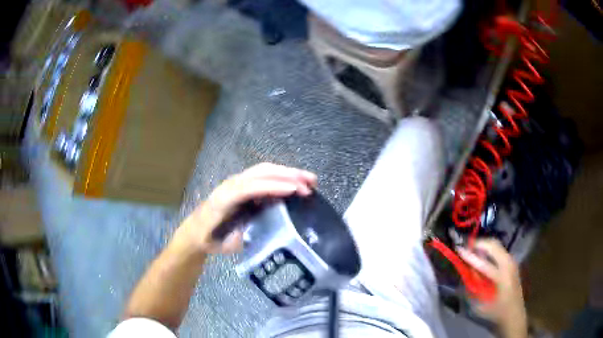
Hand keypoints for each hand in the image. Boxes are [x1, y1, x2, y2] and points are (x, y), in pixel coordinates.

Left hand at [177, 163, 317, 254]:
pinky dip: (282, 177)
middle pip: (261, 172)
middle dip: (287, 175)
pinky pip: (264, 176)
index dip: (272, 187)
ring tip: (310, 181)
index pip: (250, 187)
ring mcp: (237, 182)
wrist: (196, 230)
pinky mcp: (243, 185)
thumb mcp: (225, 244)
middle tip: (311, 184)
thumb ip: (244, 237)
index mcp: (224, 199)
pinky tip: (295, 184)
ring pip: (265, 170)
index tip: (295, 191)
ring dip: (288, 173)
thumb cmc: (210, 238)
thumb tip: (268, 231)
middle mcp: (231, 185)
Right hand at [458, 239, 526, 337]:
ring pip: (497, 246)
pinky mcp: (513, 264)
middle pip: (493, 245)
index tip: (459, 249)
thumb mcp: (480, 303)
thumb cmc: (495, 311)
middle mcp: (508, 264)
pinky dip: (490, 252)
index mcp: (501, 275)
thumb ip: (473, 286)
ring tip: (473, 251)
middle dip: (479, 244)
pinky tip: (484, 258)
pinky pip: (500, 252)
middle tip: (467, 247)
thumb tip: (466, 272)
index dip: (470, 255)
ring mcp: (512, 262)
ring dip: (485, 247)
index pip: (483, 262)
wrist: (513, 314)